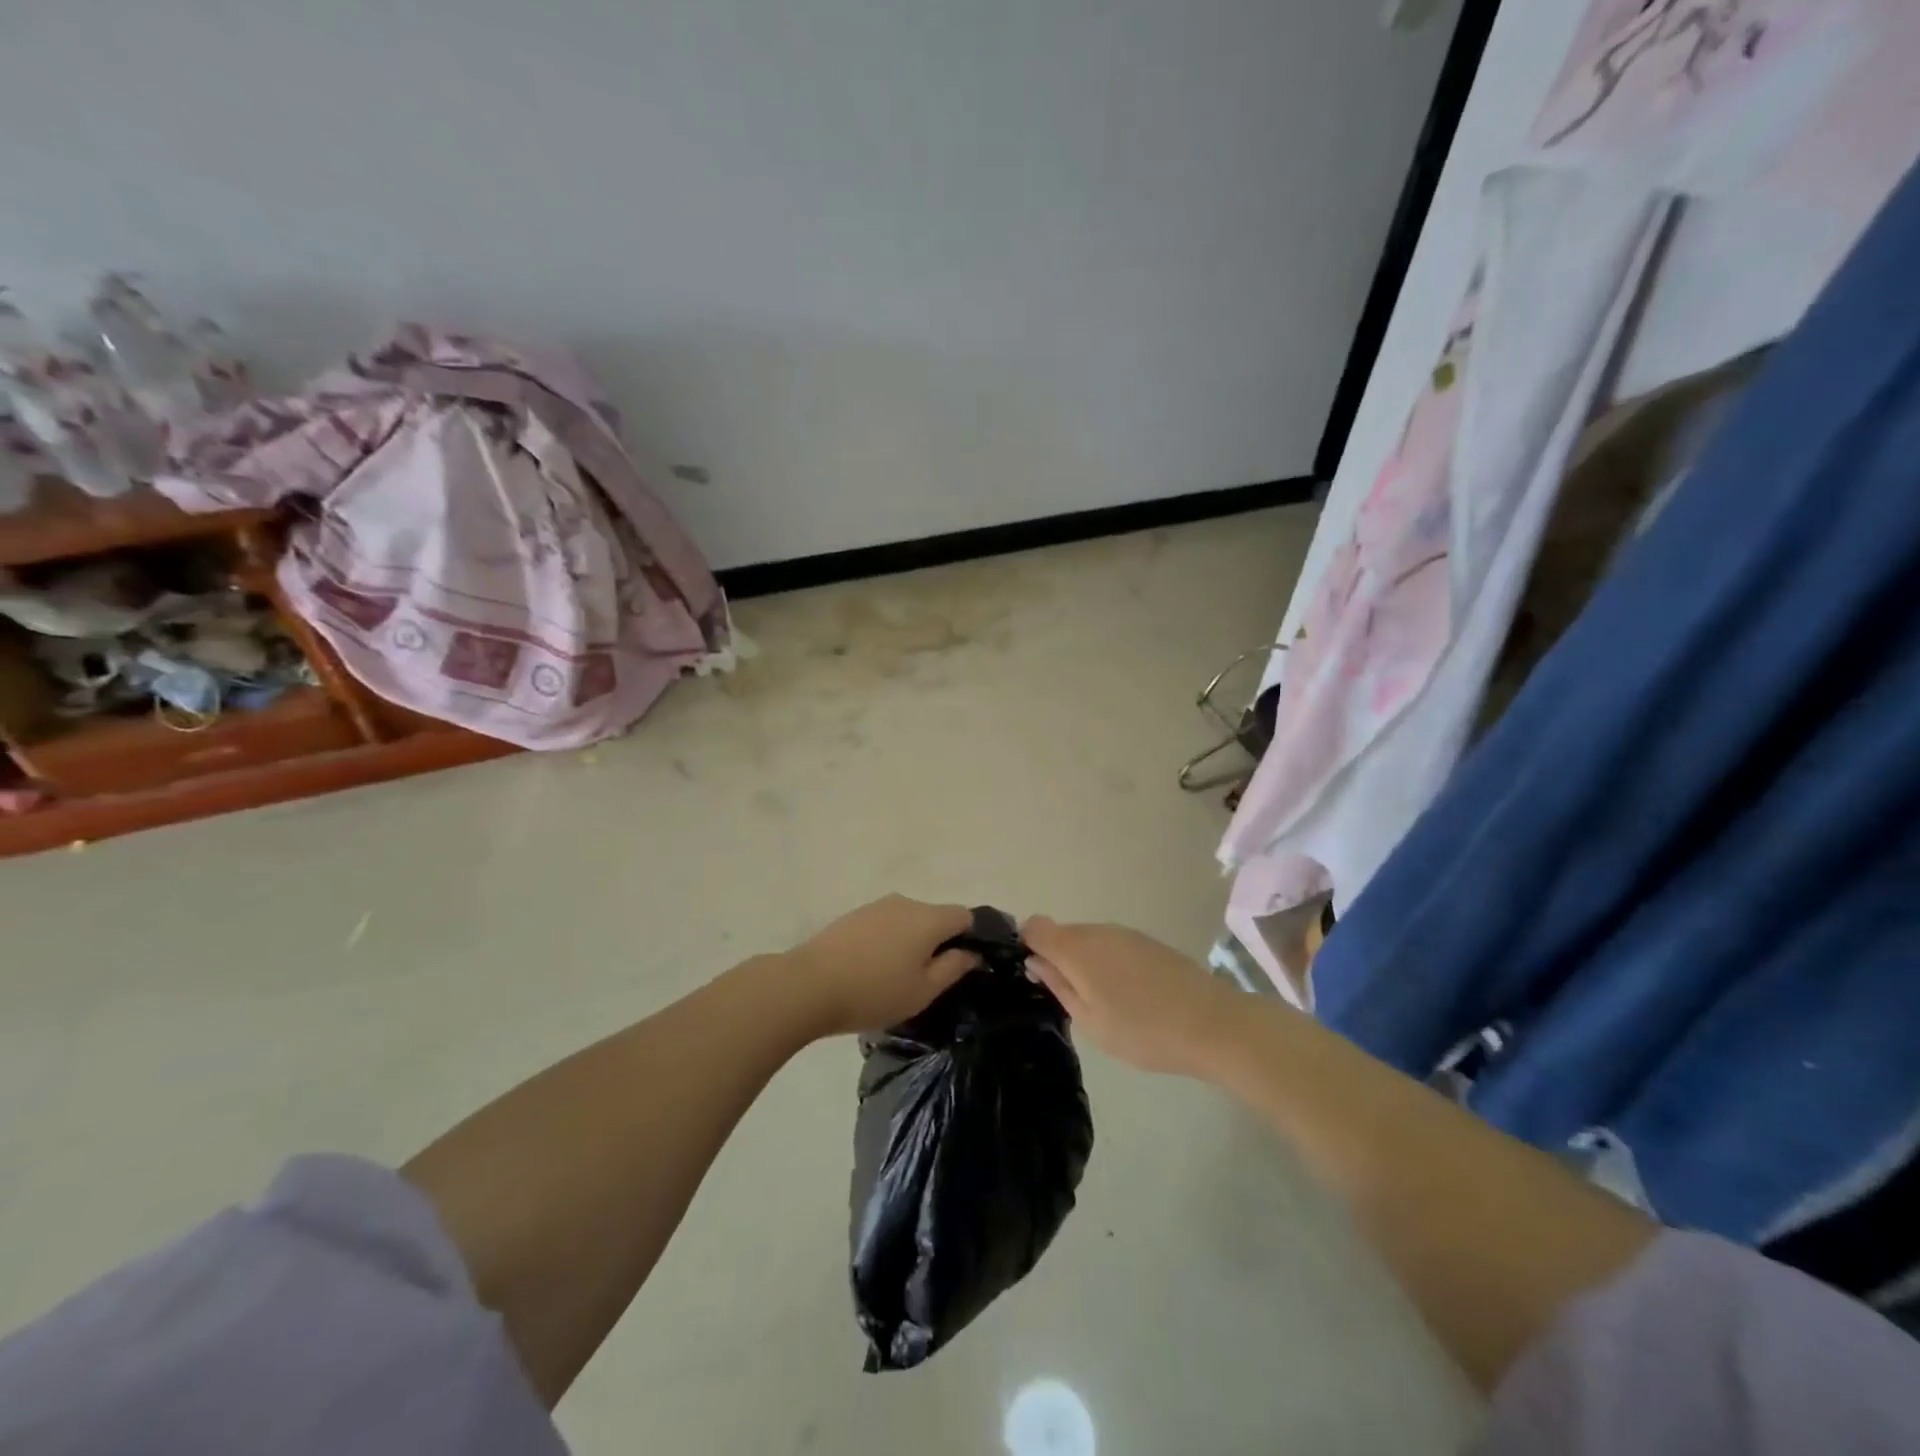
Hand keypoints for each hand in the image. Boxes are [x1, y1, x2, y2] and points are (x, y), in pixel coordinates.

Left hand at [786, 895, 977, 1037]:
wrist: (809, 985)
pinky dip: (889, 942)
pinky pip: (886, 924)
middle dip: (940, 942)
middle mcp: (906, 902)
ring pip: (909, 921)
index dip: (972, 938)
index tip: (967, 965)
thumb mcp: (923, 990)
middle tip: (932, 979)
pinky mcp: (854, 915)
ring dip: (912, 942)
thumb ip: (953, 968)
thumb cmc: (874, 992)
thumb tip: (972, 953)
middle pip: (936, 917)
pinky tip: (875, 969)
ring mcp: (877, 906)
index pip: (966, 916)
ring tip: (899, 977)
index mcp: (929, 918)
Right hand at [1022, 917, 1241, 1076]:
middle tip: (1070, 999)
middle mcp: (1098, 931)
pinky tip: (1128, 995)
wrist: (1212, 1024)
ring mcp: (1126, 934)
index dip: (1028, 945)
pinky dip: (1108, 963)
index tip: (1036, 975)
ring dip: (1085, 962)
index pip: (1036, 927)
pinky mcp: (1148, 942)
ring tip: (1103, 1003)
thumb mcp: (1091, 1021)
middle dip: (1057, 958)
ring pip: (1089, 940)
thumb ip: (1059, 986)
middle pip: (1062, 933)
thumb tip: (1035, 962)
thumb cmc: (1143, 1031)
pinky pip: (1112, 945)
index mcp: (1077, 948)